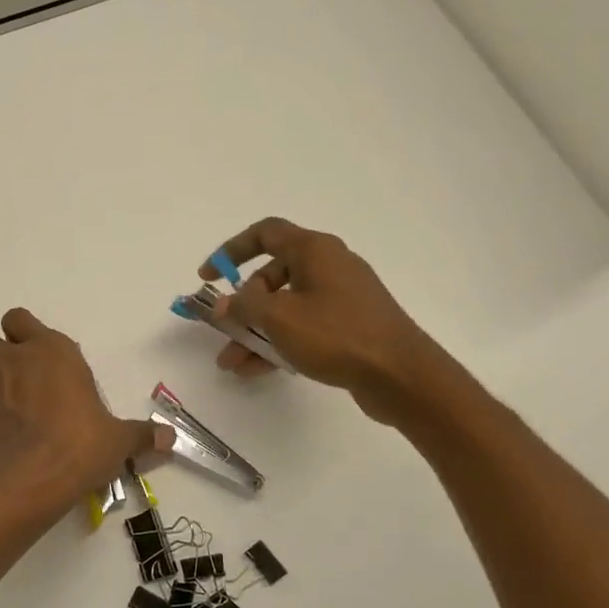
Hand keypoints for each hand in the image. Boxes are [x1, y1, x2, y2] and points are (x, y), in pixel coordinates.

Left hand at [0, 309, 170, 500]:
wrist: (30, 482)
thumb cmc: (80, 446)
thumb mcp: (118, 441)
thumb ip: (141, 435)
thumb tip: (170, 439)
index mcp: (49, 352)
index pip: (18, 318)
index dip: (23, 332)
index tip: (37, 352)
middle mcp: (11, 363)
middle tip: (13, 375)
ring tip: (8, 414)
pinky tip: (2, 446)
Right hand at [201, 218, 454, 425]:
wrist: (400, 374)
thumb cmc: (336, 335)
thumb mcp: (279, 318)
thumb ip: (243, 306)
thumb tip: (223, 303)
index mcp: (314, 250)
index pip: (265, 233)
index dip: (231, 250)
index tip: (208, 276)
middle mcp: (328, 265)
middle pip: (272, 276)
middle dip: (242, 306)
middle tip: (224, 331)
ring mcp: (341, 296)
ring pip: (285, 307)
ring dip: (255, 332)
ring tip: (232, 363)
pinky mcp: (349, 324)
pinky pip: (303, 326)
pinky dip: (279, 342)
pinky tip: (257, 370)